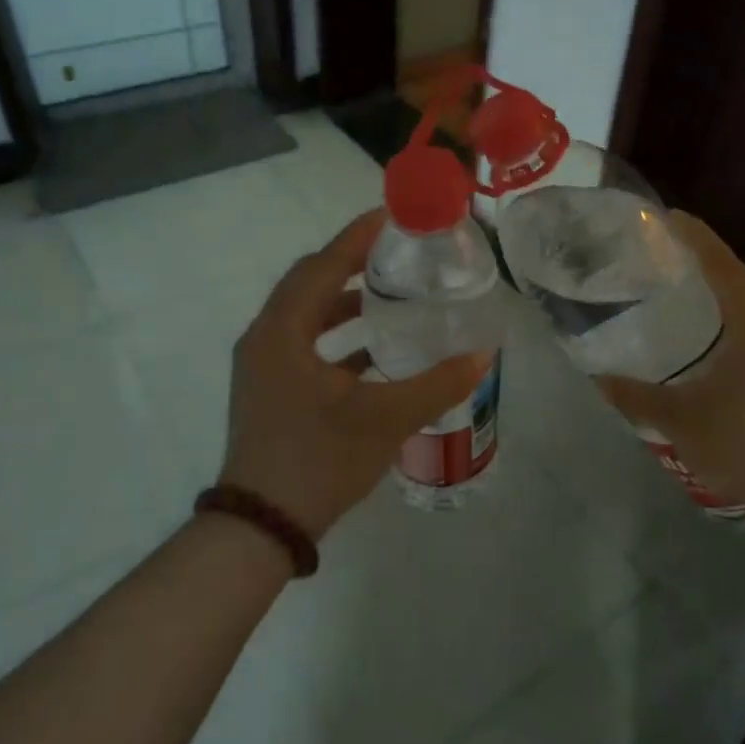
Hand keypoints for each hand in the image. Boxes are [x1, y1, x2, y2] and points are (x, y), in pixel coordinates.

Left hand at [219, 209, 489, 539]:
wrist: (262, 528)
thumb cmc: (318, 461)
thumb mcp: (385, 420)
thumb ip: (436, 384)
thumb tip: (482, 355)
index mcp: (282, 332)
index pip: (322, 266)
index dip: (357, 238)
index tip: (392, 216)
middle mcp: (265, 339)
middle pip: (310, 284)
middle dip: (352, 263)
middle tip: (397, 253)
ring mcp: (262, 367)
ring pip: (307, 316)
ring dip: (345, 302)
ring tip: (391, 298)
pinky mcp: (269, 390)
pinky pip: (305, 345)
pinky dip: (338, 338)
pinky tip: (375, 352)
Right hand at [596, 212, 744, 535]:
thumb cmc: (740, 445)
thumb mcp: (678, 419)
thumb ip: (635, 395)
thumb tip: (597, 378)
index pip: (721, 263)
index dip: (694, 237)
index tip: (666, 217)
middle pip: (741, 274)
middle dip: (707, 257)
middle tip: (666, 252)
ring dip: (724, 283)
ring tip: (684, 283)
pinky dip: (736, 307)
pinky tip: (712, 328)